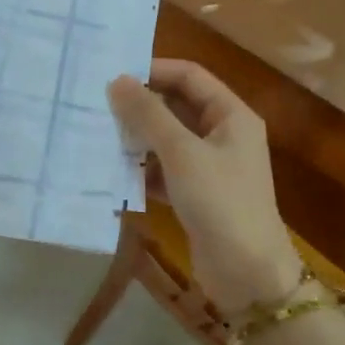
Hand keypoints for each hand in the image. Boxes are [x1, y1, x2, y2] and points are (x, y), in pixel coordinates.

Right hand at [108, 59, 302, 313]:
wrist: (247, 273)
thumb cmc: (220, 202)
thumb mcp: (182, 153)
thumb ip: (148, 115)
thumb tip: (117, 81)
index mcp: (231, 115)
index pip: (190, 76)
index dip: (153, 71)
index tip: (112, 77)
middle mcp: (223, 135)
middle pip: (177, 107)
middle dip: (140, 107)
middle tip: (98, 106)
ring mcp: (210, 167)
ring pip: (167, 141)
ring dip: (137, 139)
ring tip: (98, 136)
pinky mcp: (196, 195)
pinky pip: (164, 171)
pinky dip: (142, 170)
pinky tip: (114, 173)